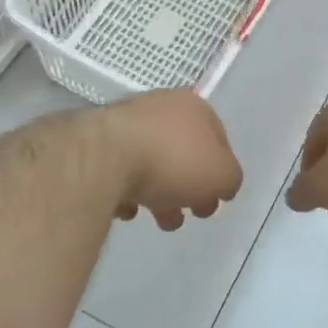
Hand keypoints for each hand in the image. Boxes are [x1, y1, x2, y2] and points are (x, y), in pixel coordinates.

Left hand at [108, 90, 242, 230]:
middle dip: (189, 189)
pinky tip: (128, 208)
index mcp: (194, 106)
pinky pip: (119, 172)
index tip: (217, 200)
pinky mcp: (97, 144)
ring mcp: (125, 124)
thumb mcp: (222, 175)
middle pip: (183, 153)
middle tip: (189, 214)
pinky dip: (126, 191)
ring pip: (151, 164)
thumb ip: (230, 180)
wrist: (107, 157)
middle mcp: (160, 107)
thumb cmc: (175, 160)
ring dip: (160, 195)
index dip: (220, 172)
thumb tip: (222, 185)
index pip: (217, 139)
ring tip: (160, 221)